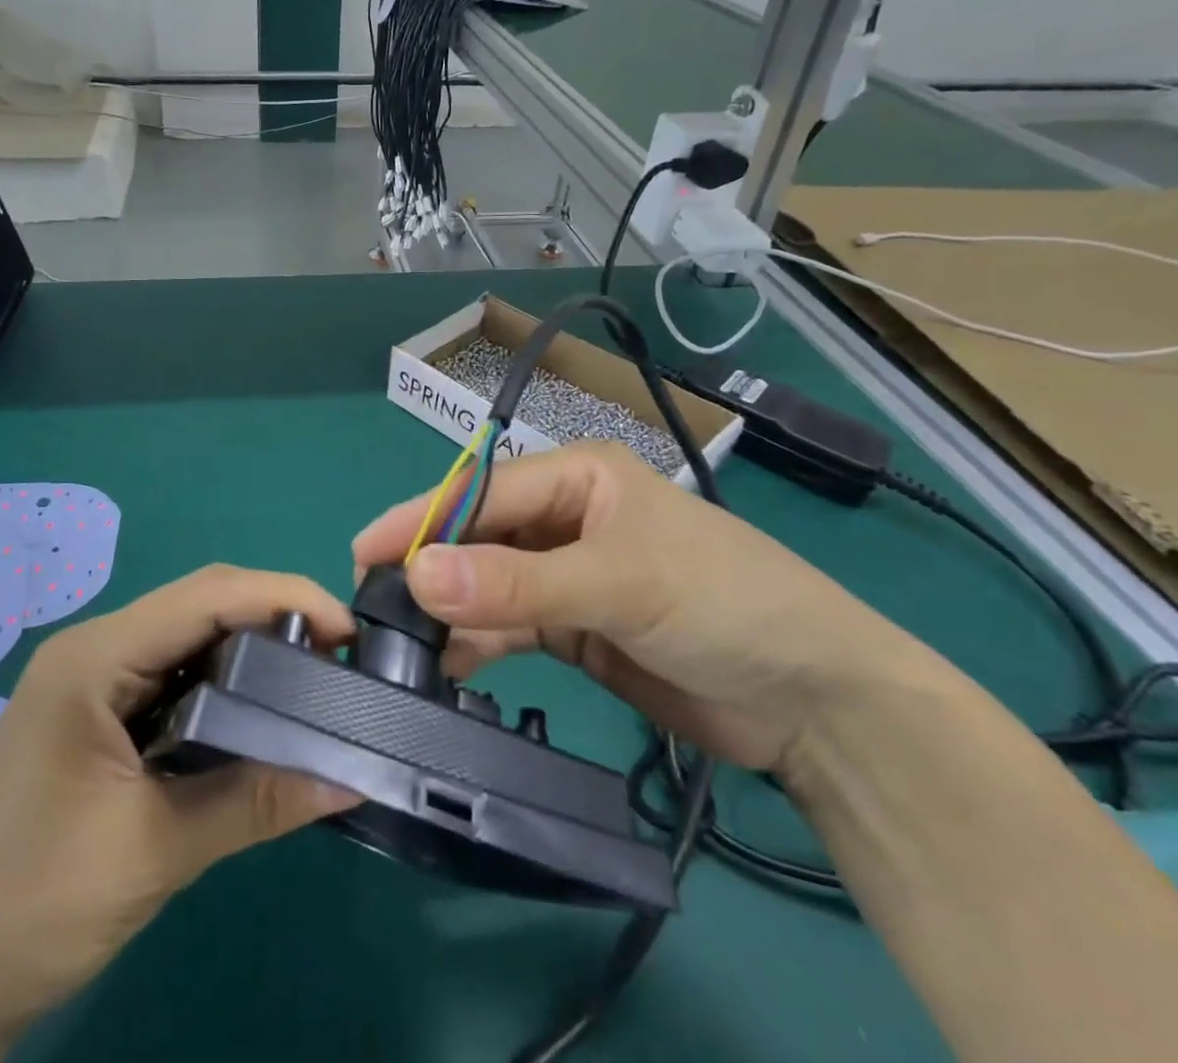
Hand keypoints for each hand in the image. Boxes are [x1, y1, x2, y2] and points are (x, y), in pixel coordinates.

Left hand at [0, 566, 357, 1062]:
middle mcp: (92, 650)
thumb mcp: (156, 850)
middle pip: (200, 604)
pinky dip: (222, 682)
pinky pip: (171, 675)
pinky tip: (256, 711)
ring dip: (250, 648)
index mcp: (94, 658)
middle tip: (338, 656)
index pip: (207, 596)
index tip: (347, 631)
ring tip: (311, 677)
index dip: (284, 598)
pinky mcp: (96, 714)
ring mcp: (90, 681)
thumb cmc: (34, 909)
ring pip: (188, 637)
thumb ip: (255, 801)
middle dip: (274, 617)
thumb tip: (349, 777)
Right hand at [352, 442, 924, 774]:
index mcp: (578, 476)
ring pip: (489, 585)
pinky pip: (509, 627)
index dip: (422, 520)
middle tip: (371, 604)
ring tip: (399, 644)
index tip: (364, 552)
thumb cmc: (722, 603)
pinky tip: (447, 665)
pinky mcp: (574, 628)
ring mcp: (567, 575)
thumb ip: (515, 583)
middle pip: (479, 537)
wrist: (813, 700)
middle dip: (430, 567)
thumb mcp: (618, 582)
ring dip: (450, 611)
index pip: (483, 492)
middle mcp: (565, 518)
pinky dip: (478, 644)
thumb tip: (416, 575)